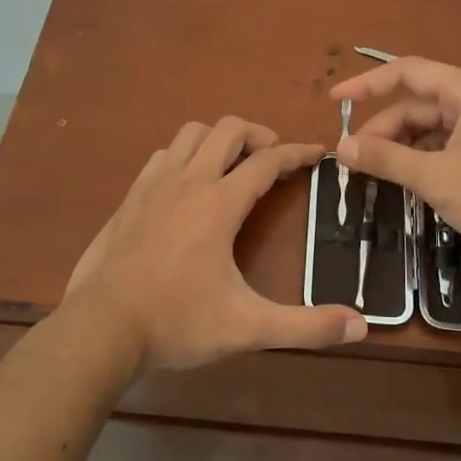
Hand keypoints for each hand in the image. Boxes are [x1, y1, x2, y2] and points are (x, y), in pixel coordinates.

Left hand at [64, 117, 367, 372]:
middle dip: (258, 135)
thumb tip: (360, 327)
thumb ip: (306, 327)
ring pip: (191, 134)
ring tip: (234, 165)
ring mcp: (153, 186)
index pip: (267, 161)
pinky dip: (184, 156)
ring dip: (218, 140)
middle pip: (228, 130)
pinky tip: (187, 184)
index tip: (318, 152)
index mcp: (219, 204)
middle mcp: (188, 182)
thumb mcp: (248, 327)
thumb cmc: (177, 322)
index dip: (298, 152)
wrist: (100, 329)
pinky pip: (163, 156)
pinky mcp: (129, 199)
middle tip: (275, 159)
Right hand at [330, 57, 460, 269]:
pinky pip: (445, 145)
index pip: (407, 72)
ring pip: (430, 127)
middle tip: (355, 160)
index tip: (333, 101)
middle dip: (384, 129)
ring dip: (402, 147)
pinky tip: (409, 183)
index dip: (366, 84)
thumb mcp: (435, 178)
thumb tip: (342, 146)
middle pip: (417, 104)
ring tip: (378, 175)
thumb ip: (386, 158)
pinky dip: (422, 160)